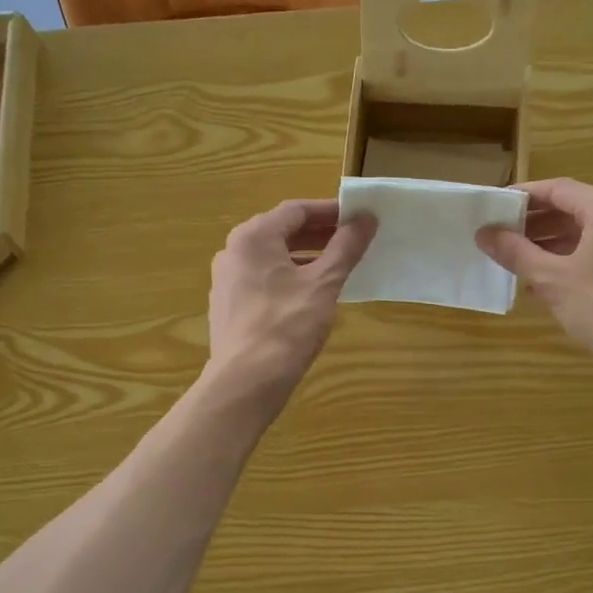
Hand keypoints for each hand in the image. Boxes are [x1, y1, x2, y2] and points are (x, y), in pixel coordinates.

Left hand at [206, 199, 375, 405]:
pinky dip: (288, 277)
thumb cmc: (287, 327)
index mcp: (253, 237)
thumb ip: (345, 247)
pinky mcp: (227, 306)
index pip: (296, 210)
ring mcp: (226, 280)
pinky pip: (262, 279)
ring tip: (336, 267)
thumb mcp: (324, 284)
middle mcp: (233, 251)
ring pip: (271, 257)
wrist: (245, 382)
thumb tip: (366, 218)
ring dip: (304, 256)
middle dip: (318, 234)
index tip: (359, 218)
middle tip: (352, 241)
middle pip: (281, 231)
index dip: (330, 211)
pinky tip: (309, 295)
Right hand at [477, 178, 592, 394]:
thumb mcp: (553, 279)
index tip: (494, 207)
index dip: (522, 196)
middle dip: (534, 223)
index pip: (557, 189)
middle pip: (573, 209)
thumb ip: (516, 252)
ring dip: (549, 245)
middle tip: (500, 236)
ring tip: (516, 262)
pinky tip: (544, 285)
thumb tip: (485, 233)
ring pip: (585, 234)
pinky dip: (570, 262)